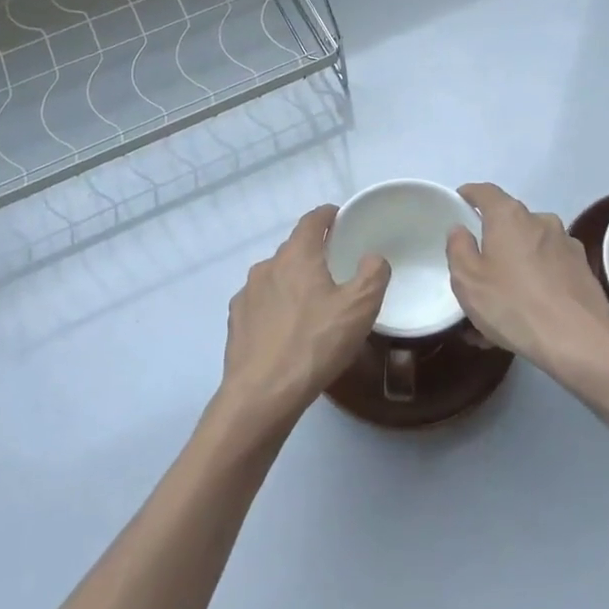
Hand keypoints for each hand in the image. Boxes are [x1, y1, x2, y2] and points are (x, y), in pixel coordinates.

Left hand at [217, 205, 390, 431]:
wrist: (262, 394)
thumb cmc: (315, 343)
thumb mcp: (360, 308)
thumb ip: (373, 274)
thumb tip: (372, 257)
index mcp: (297, 255)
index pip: (312, 220)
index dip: (327, 215)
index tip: (340, 218)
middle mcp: (267, 266)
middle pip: (294, 249)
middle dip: (313, 253)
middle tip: (335, 269)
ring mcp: (246, 294)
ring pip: (276, 277)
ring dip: (293, 283)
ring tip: (312, 305)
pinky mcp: (236, 321)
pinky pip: (261, 304)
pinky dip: (276, 308)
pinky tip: (286, 330)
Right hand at [447, 182, 608, 396]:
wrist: (581, 341)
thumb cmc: (514, 305)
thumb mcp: (468, 280)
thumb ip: (458, 248)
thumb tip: (461, 229)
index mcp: (510, 216)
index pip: (485, 191)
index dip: (469, 194)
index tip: (459, 203)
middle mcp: (541, 221)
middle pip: (509, 222)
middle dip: (492, 240)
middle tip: (477, 268)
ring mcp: (566, 245)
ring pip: (530, 249)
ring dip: (514, 266)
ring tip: (500, 303)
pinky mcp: (583, 270)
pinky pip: (548, 269)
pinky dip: (535, 282)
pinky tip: (525, 314)